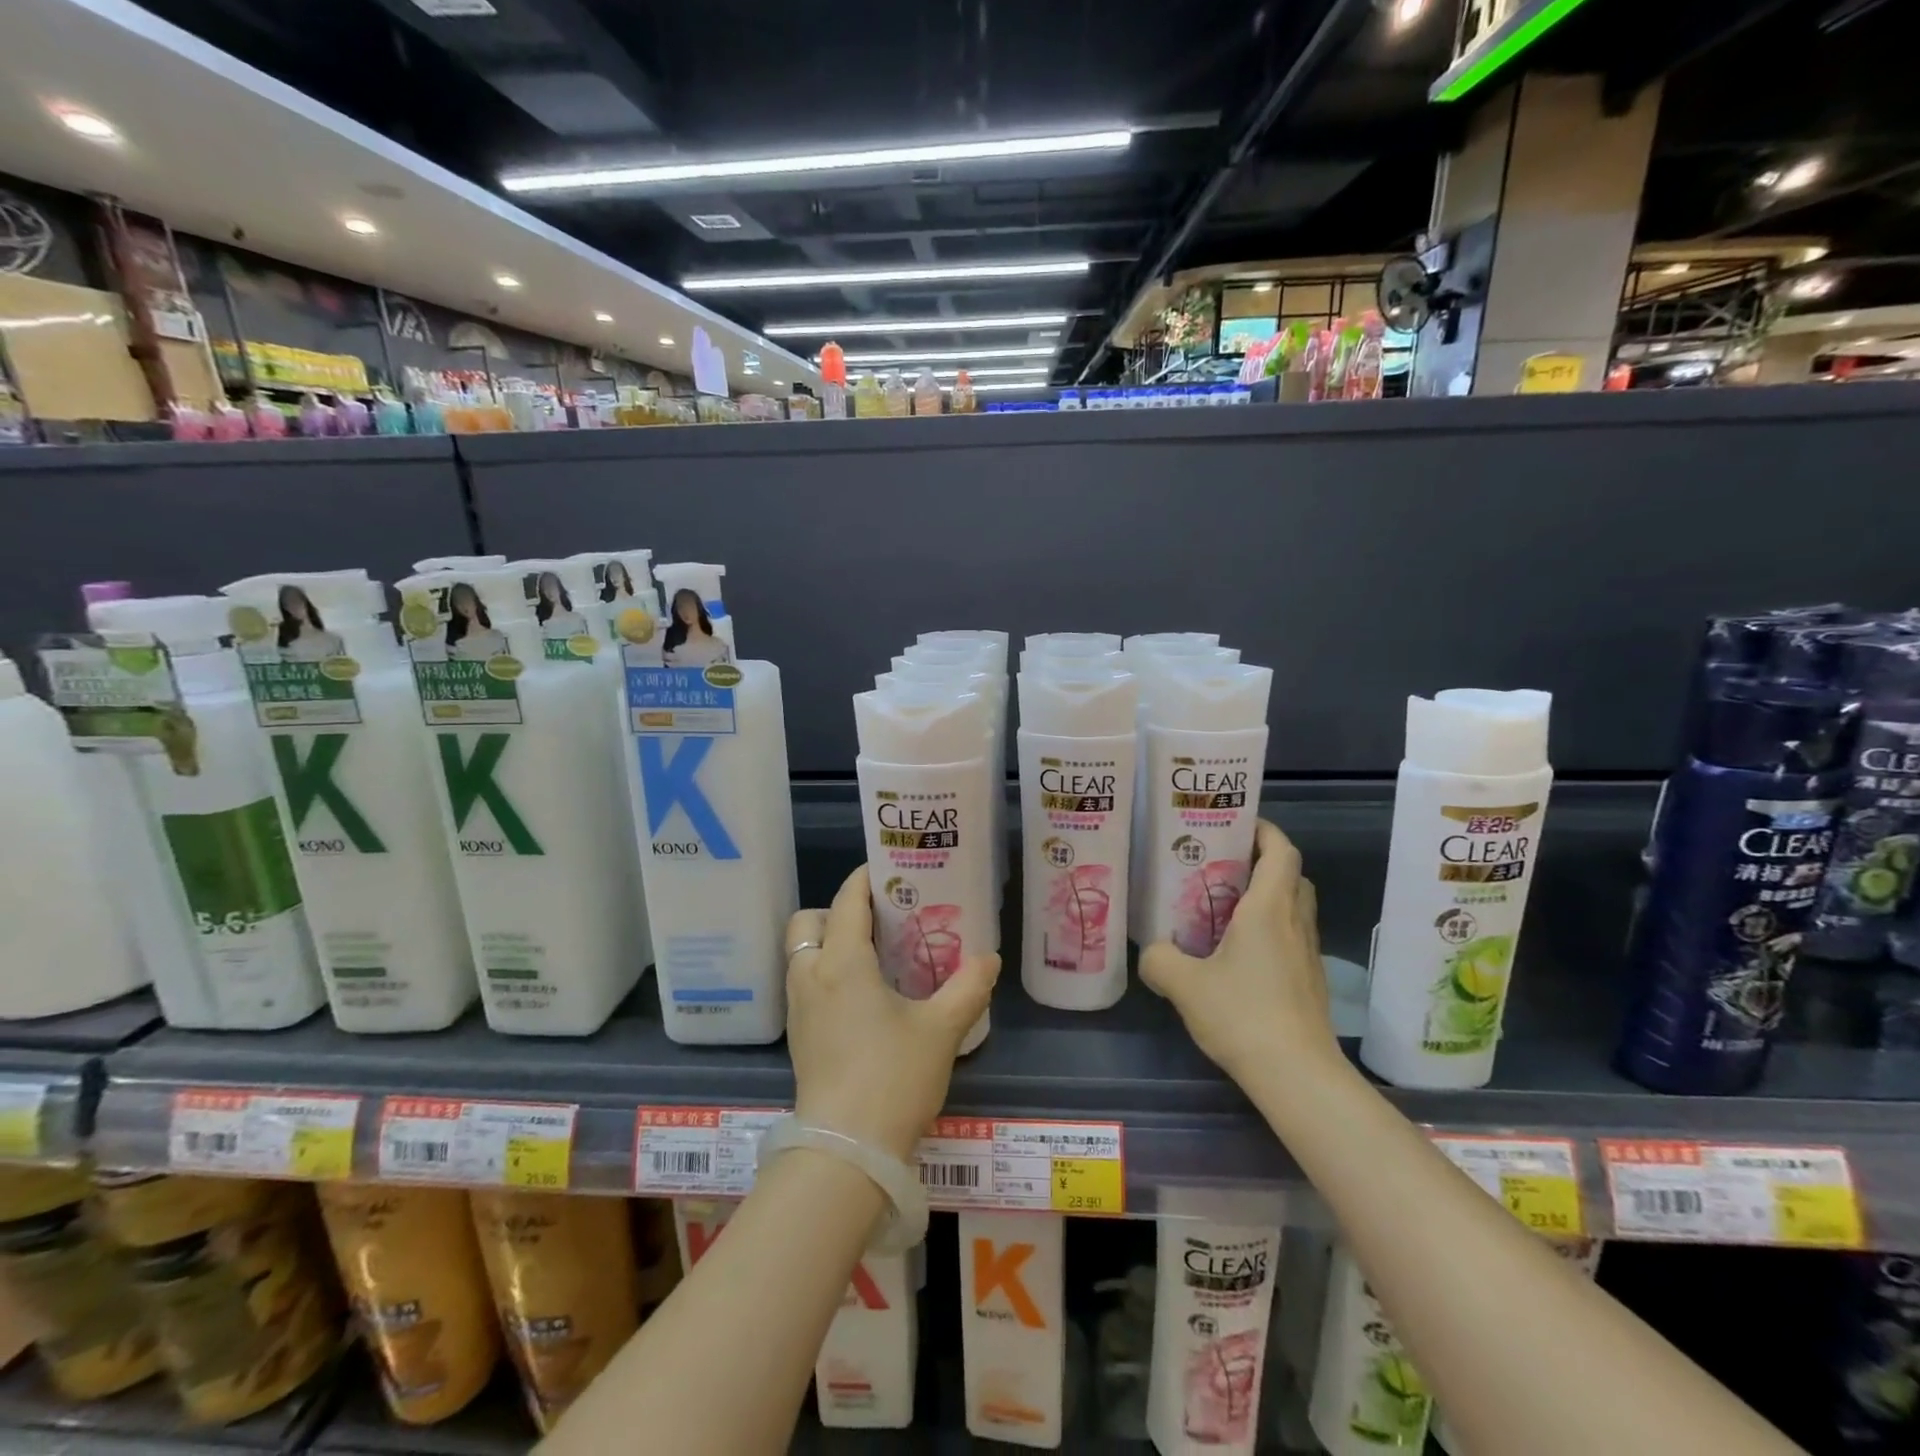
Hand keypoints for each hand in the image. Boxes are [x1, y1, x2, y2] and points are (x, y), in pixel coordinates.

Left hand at [785, 866, 1000, 1160]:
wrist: (846, 1152)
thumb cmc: (893, 1077)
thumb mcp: (941, 1030)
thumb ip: (967, 987)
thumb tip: (989, 958)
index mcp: (842, 962)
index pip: (847, 901)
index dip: (866, 879)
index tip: (889, 870)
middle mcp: (811, 976)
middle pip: (809, 921)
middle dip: (837, 911)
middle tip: (878, 922)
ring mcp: (799, 1009)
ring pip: (802, 954)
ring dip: (829, 943)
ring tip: (873, 957)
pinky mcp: (798, 1037)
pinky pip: (805, 985)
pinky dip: (826, 974)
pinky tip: (862, 997)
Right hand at [1140, 819, 1337, 1081]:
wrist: (1297, 1076)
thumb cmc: (1242, 1015)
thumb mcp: (1185, 985)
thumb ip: (1160, 960)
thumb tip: (1151, 952)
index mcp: (1268, 909)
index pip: (1281, 851)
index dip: (1264, 830)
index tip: (1237, 823)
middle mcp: (1294, 922)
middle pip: (1291, 875)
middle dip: (1263, 861)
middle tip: (1224, 864)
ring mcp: (1307, 953)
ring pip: (1294, 906)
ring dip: (1269, 895)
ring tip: (1226, 905)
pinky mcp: (1309, 980)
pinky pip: (1292, 936)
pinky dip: (1271, 928)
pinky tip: (1239, 952)